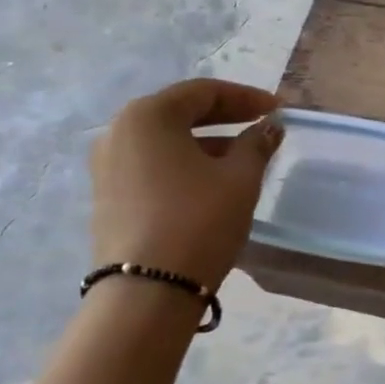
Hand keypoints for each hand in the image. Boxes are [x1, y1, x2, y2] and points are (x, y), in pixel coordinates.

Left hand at [90, 79, 282, 288]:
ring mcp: (107, 166)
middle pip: (180, 112)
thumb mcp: (240, 178)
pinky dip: (185, 163)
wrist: (147, 292)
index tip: (277, 109)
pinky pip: (153, 165)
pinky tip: (212, 181)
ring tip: (243, 157)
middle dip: (225, 117)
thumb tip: (269, 127)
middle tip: (262, 124)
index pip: (203, 92)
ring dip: (206, 142)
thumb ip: (257, 144)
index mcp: (148, 116)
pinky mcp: (108, 196)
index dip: (246, 97)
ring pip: (166, 141)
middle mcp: (119, 132)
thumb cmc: (198, 220)